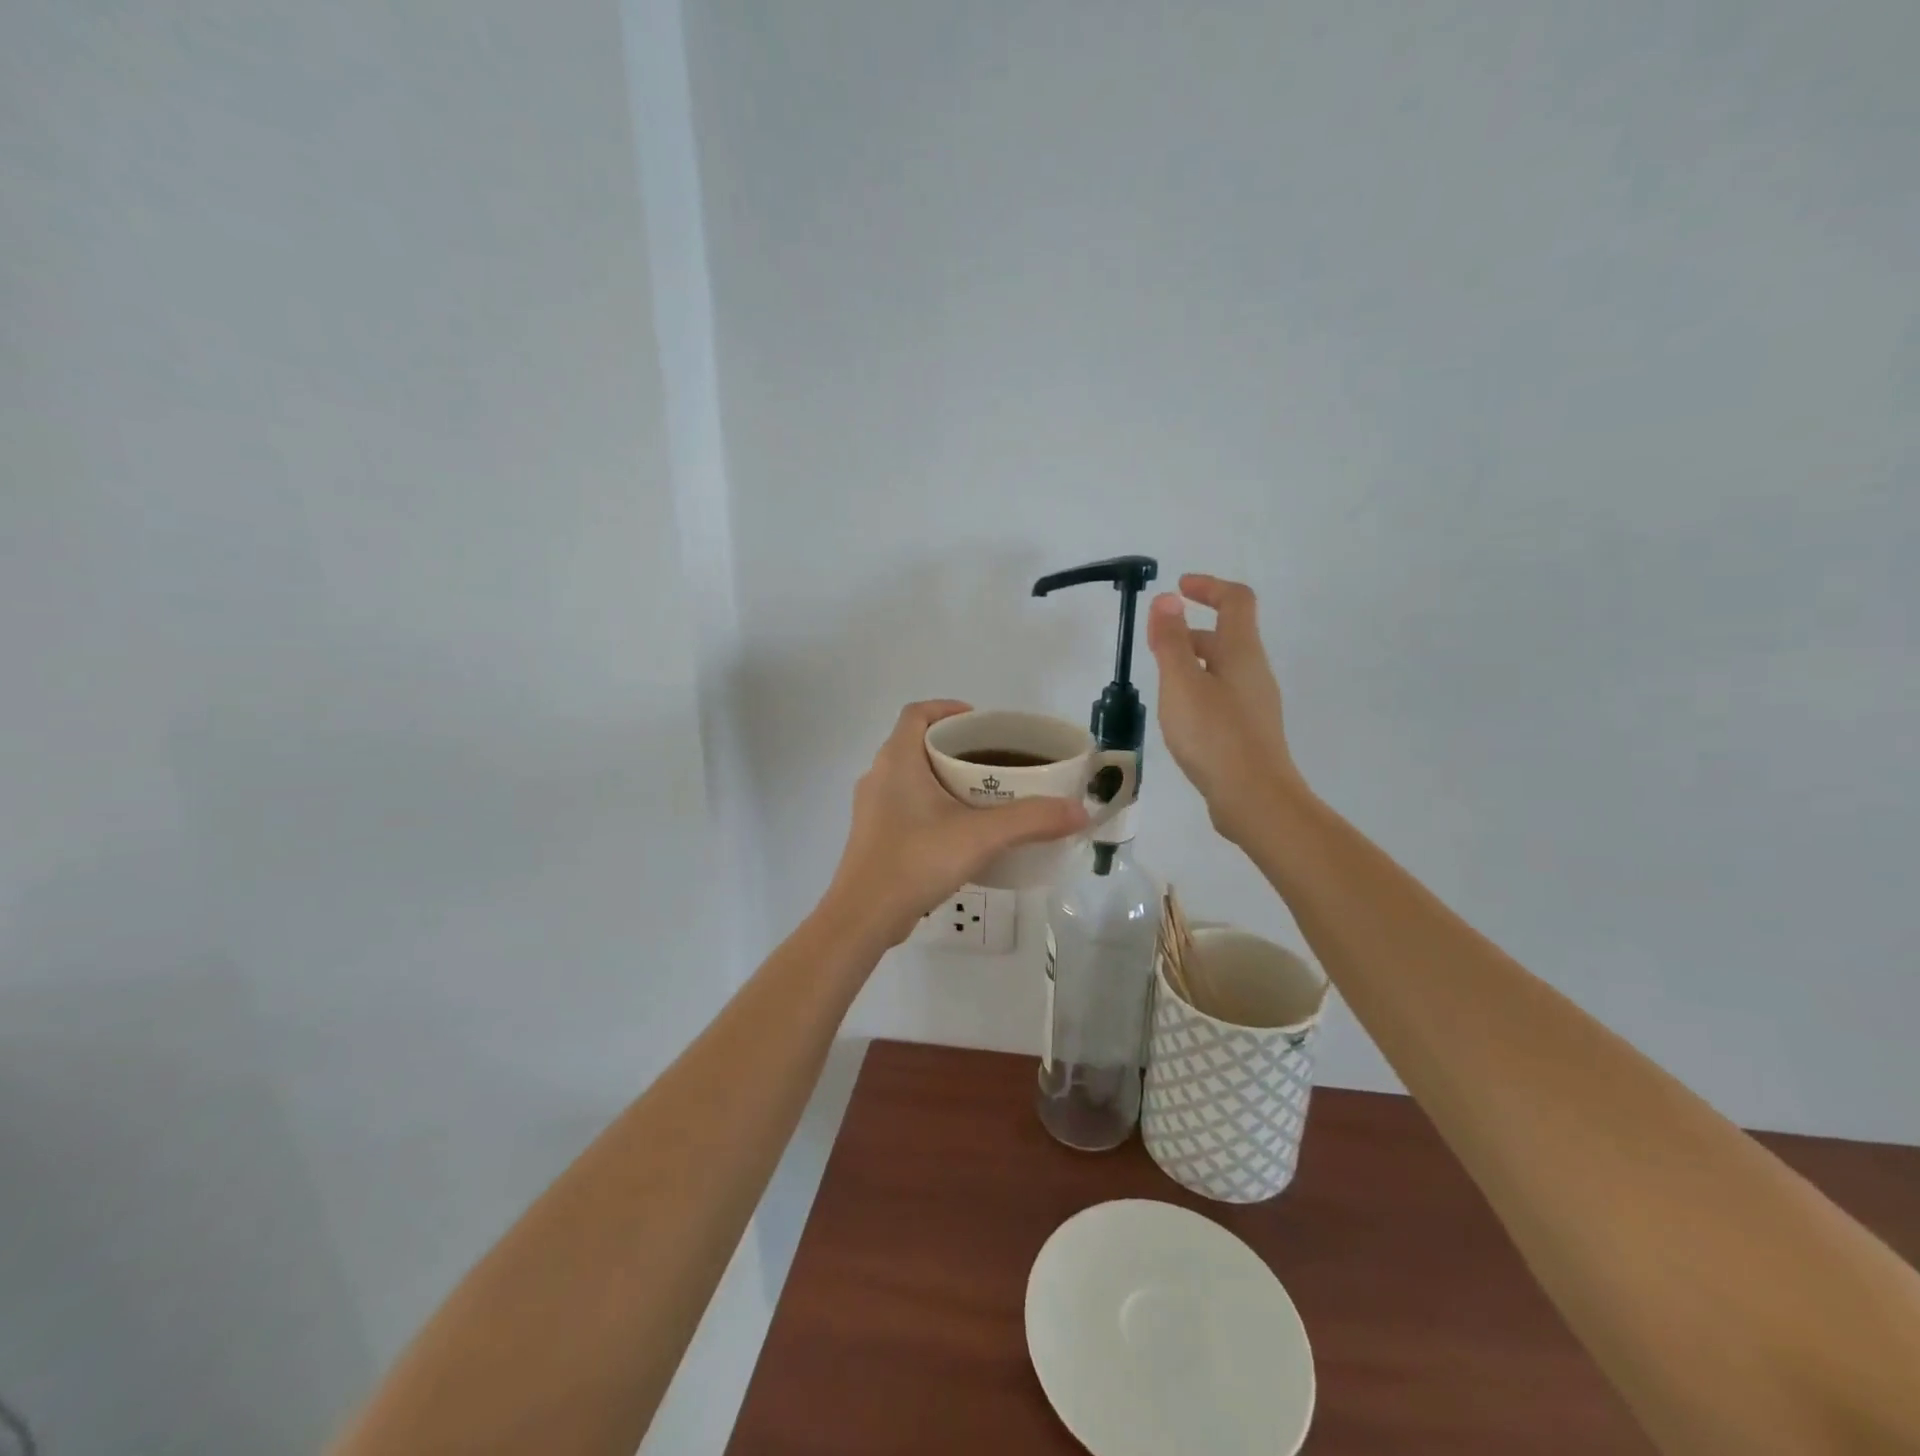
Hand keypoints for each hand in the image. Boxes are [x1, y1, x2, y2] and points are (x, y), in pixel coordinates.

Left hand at [825, 701, 1089, 947]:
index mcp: (897, 760)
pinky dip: (932, 804)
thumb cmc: (916, 861)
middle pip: (917, 743)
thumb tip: (1079, 811)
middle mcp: (879, 776)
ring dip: (943, 777)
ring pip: (911, 776)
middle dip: (955, 746)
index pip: (917, 713)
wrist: (863, 917)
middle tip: (994, 759)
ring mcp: (872, 808)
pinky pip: (906, 804)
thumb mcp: (980, 837)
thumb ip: (1031, 820)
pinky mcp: (874, 836)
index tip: (981, 722)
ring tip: (984, 793)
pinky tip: (959, 830)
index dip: (947, 708)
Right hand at [1146, 574, 1306, 840]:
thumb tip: (1168, 599)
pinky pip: (1222, 696)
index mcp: (1242, 652)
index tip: (1179, 588)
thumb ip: (1172, 641)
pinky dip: (1198, 691)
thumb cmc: (1214, 735)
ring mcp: (1255, 704)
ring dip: (1192, 664)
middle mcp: (1254, 672)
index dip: (1209, 587)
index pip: (1235, 600)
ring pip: (1222, 669)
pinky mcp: (1249, 732)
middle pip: (1227, 636)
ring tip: (1160, 685)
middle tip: (1156, 644)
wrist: (1254, 799)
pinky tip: (1179, 719)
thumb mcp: (1182, 683)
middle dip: (1191, 631)